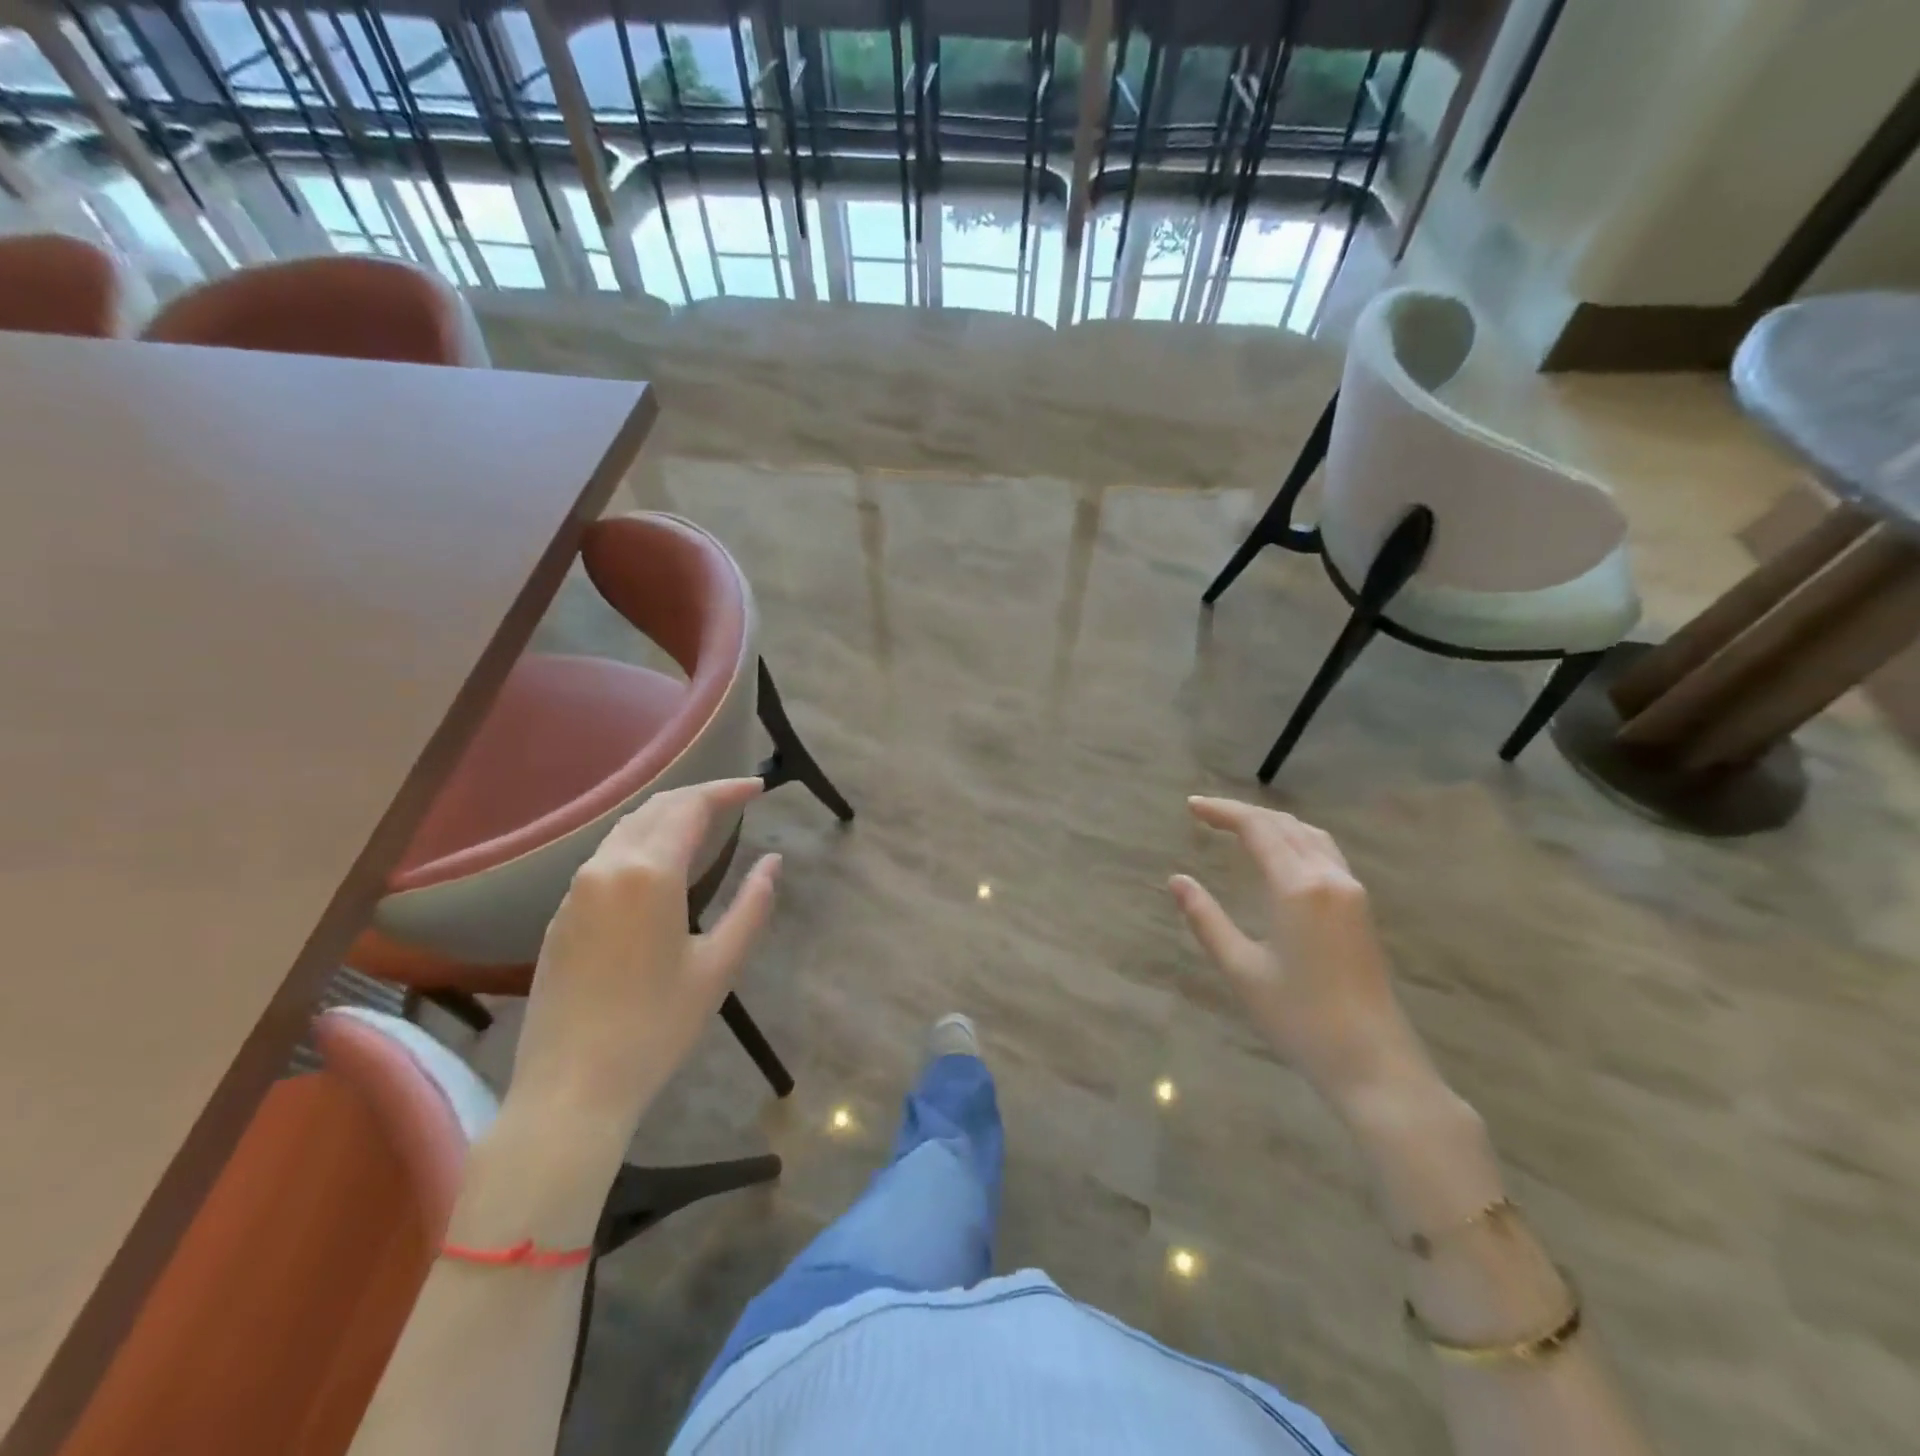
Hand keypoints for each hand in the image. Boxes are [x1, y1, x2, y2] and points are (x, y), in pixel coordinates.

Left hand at [507, 778, 780, 1150]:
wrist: (571, 1088)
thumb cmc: (656, 1027)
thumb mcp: (720, 965)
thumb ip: (752, 904)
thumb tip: (773, 861)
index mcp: (649, 874)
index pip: (691, 807)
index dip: (727, 790)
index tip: (758, 786)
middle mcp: (606, 866)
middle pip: (656, 808)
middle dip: (698, 795)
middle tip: (736, 799)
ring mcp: (576, 889)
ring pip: (626, 828)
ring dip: (667, 815)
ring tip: (703, 823)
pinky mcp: (560, 914)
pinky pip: (605, 856)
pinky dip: (640, 841)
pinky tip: (658, 863)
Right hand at [1171, 796, 1430, 1111]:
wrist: (1374, 1063)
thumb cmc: (1299, 1019)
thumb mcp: (1241, 970)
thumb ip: (1206, 919)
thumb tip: (1177, 880)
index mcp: (1297, 887)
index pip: (1257, 828)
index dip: (1223, 811)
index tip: (1191, 807)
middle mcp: (1329, 877)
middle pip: (1284, 825)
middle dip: (1243, 813)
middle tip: (1205, 813)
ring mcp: (1351, 891)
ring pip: (1309, 835)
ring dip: (1272, 823)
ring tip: (1238, 827)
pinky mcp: (1361, 908)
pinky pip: (1325, 853)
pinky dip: (1295, 839)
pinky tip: (1280, 854)